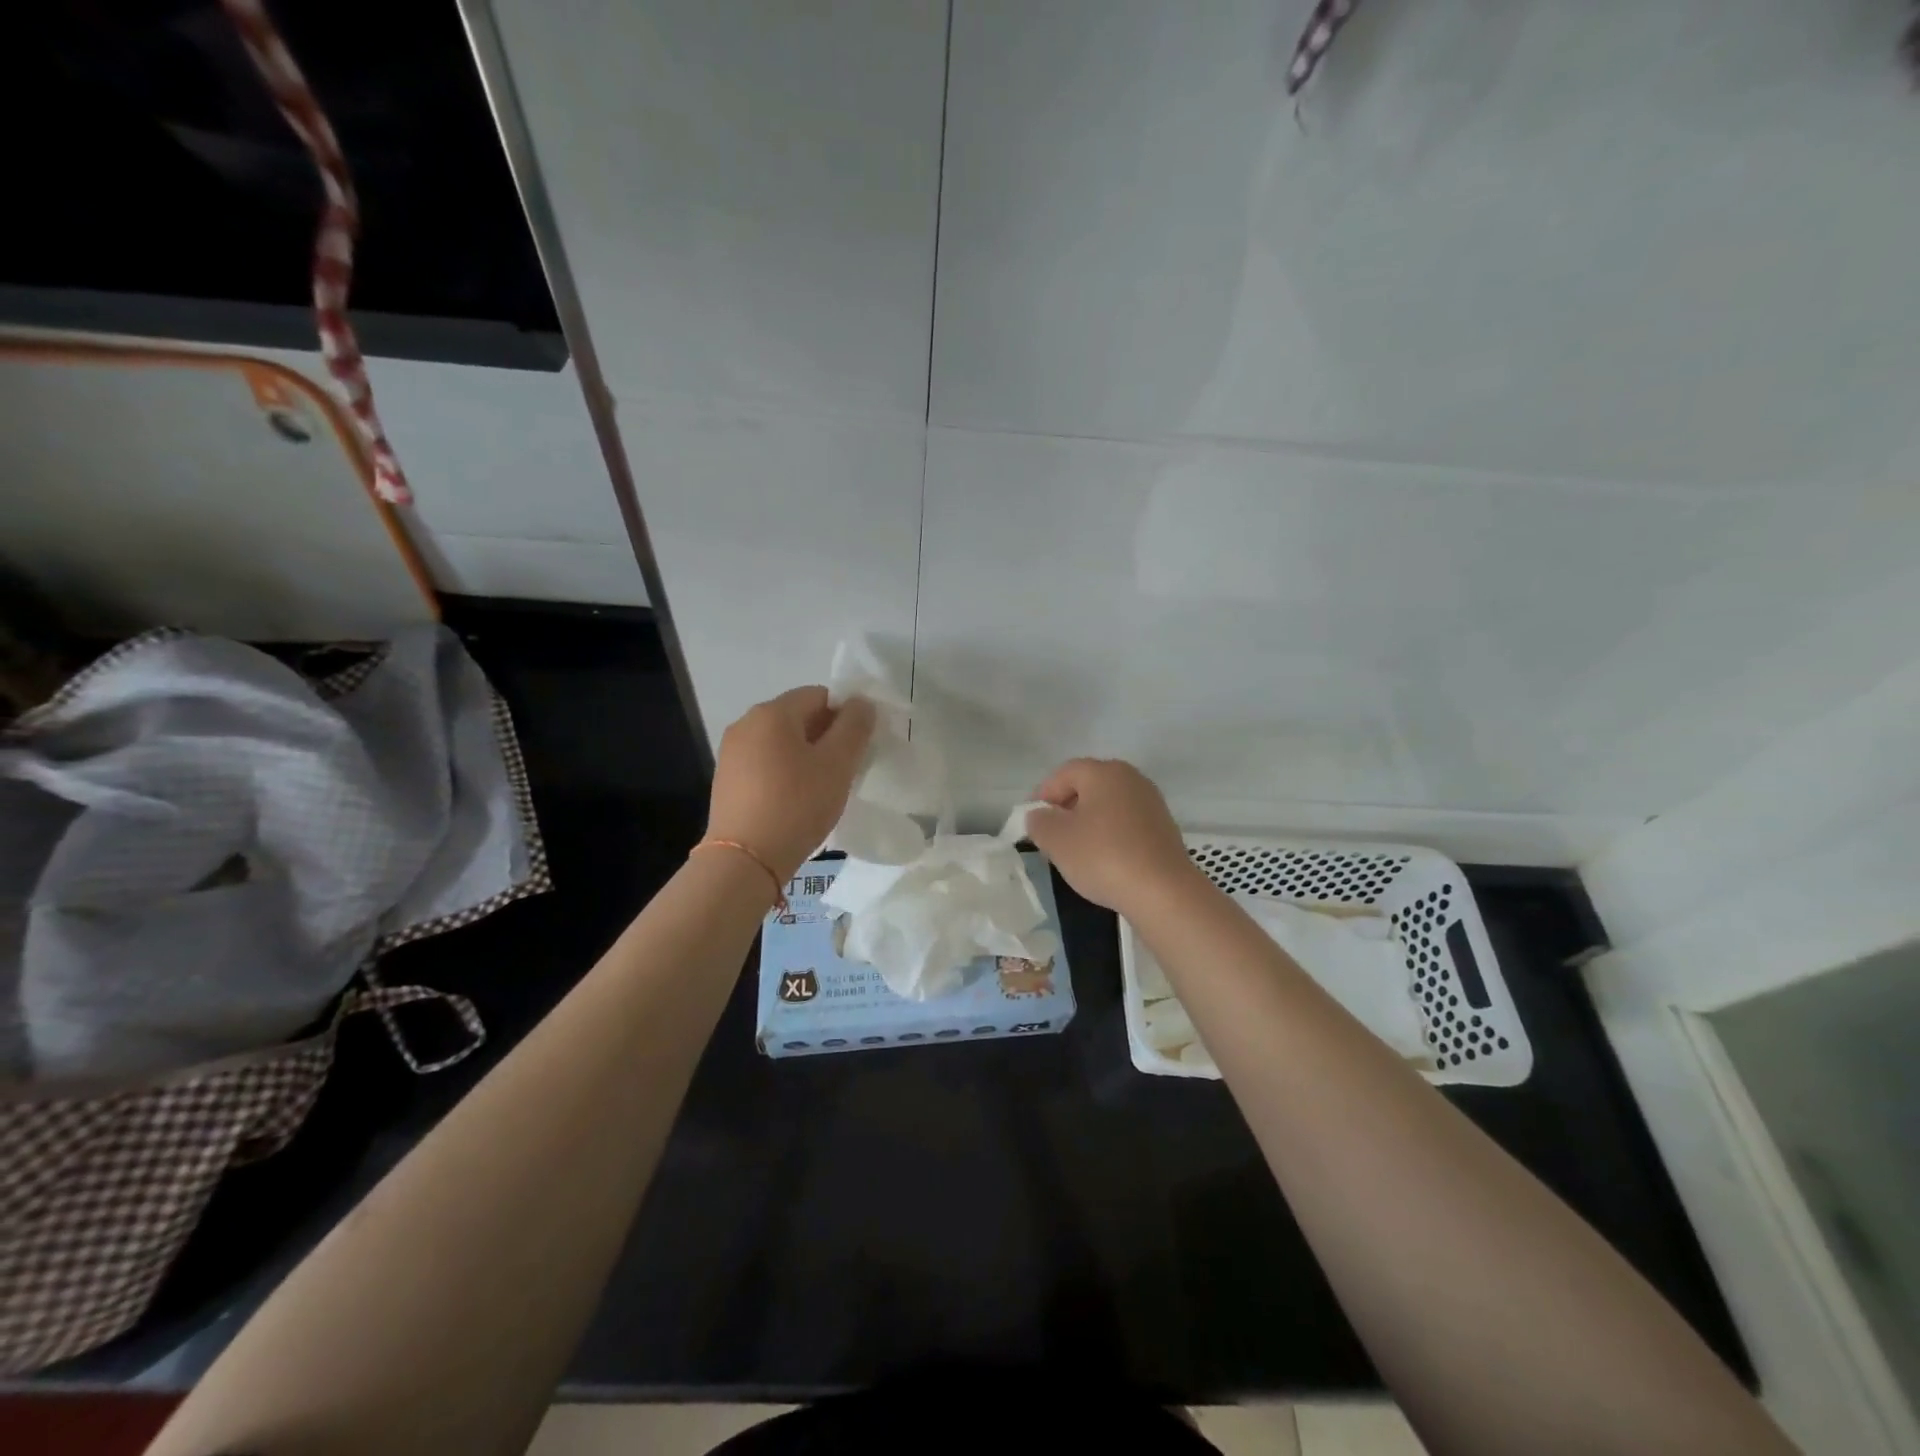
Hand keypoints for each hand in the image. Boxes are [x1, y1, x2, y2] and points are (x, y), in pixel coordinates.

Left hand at [707, 687, 875, 881]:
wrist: (745, 860)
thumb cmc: (797, 805)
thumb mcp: (837, 764)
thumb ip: (855, 727)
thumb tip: (861, 703)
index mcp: (772, 712)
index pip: (820, 695)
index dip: (845, 716)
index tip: (858, 748)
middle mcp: (746, 723)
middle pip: (798, 717)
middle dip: (826, 737)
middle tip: (845, 771)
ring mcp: (731, 752)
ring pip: (782, 742)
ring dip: (806, 757)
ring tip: (821, 790)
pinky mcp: (726, 780)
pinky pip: (765, 763)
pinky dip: (785, 773)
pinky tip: (795, 802)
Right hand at [1025, 758, 1203, 916]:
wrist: (1163, 892)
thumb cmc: (1103, 856)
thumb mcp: (1056, 839)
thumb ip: (1039, 821)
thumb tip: (1040, 815)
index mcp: (1104, 772)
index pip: (1063, 773)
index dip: (1042, 795)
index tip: (1031, 822)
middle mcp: (1131, 778)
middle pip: (1088, 787)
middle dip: (1066, 809)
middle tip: (1051, 836)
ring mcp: (1151, 803)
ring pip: (1108, 806)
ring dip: (1088, 824)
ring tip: (1076, 852)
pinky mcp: (1164, 828)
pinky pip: (1126, 824)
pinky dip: (1110, 836)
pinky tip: (1104, 861)